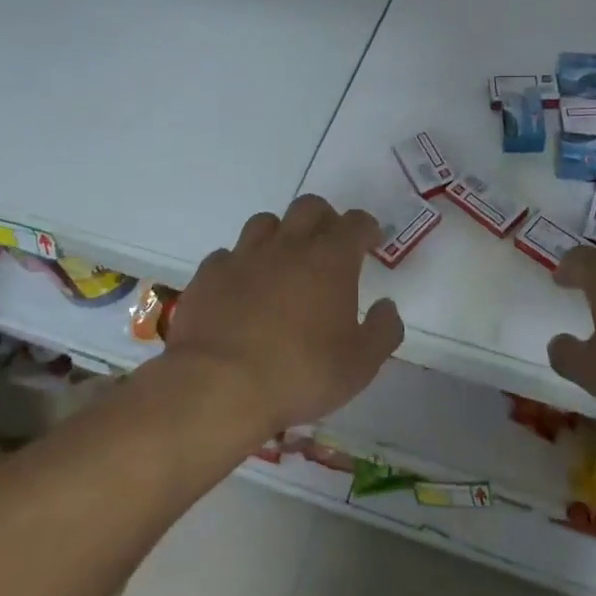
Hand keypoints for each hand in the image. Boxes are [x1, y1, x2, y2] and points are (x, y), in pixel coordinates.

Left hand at [168, 194, 403, 435]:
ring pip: (265, 222)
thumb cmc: (299, 374)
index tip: (370, 242)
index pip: (355, 223)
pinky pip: (228, 255)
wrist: (218, 388)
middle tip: (329, 245)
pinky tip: (241, 288)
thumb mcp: (360, 365)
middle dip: (325, 218)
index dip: (366, 228)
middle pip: (309, 207)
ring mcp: (243, 256)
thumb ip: (383, 330)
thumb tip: (386, 306)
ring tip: (283, 262)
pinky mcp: (208, 275)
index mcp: (330, 260)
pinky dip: (240, 264)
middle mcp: (288, 246)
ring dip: (280, 234)